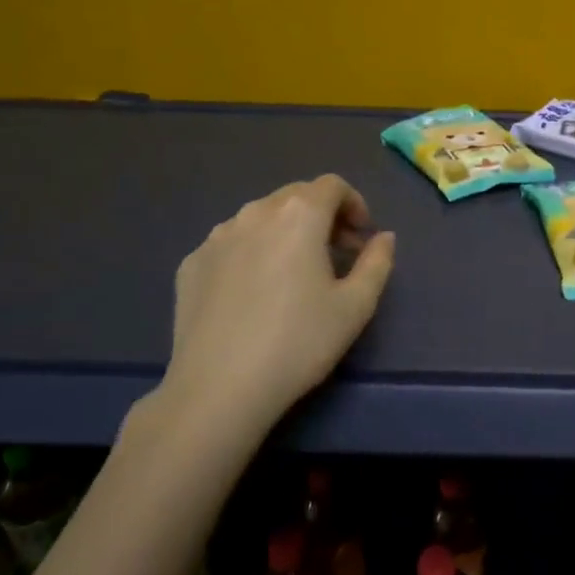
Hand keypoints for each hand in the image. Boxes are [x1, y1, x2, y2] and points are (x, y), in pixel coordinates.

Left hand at [139, 176, 395, 447]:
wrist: (219, 388)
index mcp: (298, 215)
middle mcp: (254, 213)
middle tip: (337, 255)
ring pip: (260, 219)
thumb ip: (377, 262)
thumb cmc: (299, 342)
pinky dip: (252, 253)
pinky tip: (255, 295)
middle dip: (322, 216)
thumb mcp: (356, 306)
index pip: (332, 186)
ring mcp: (216, 237)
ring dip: (285, 233)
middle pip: (295, 196)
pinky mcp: (191, 264)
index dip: (354, 204)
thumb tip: (383, 238)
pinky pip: (231, 244)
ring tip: (294, 275)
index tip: (362, 238)